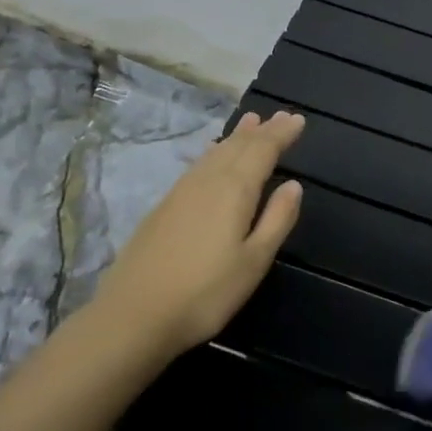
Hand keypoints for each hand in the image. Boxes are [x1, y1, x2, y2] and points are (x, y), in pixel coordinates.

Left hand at [94, 111, 305, 355]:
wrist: (134, 314)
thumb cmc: (205, 293)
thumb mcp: (253, 262)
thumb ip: (276, 220)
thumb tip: (294, 185)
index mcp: (234, 191)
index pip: (262, 151)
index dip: (281, 134)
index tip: (297, 120)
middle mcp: (208, 181)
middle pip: (238, 146)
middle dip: (262, 130)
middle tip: (280, 115)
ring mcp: (182, 192)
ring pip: (215, 153)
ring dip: (236, 136)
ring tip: (251, 122)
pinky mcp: (164, 206)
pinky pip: (198, 165)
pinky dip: (214, 152)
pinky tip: (213, 154)